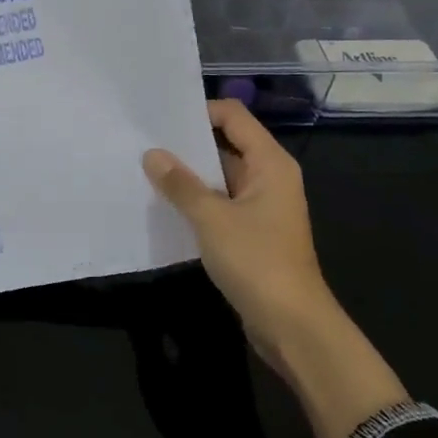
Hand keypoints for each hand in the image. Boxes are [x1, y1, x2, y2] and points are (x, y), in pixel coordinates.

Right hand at [142, 98, 329, 345]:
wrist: (293, 326)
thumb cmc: (257, 262)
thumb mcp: (212, 219)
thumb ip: (181, 184)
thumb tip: (152, 154)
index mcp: (270, 163)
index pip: (233, 116)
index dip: (200, 111)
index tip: (161, 118)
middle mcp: (269, 177)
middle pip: (227, 143)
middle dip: (188, 143)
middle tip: (145, 139)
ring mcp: (261, 206)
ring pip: (220, 176)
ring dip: (189, 174)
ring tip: (147, 168)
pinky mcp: (252, 232)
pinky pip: (220, 202)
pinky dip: (196, 199)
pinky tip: (164, 203)